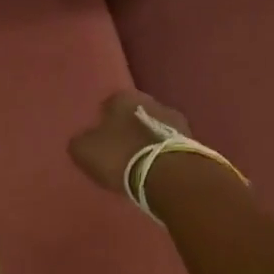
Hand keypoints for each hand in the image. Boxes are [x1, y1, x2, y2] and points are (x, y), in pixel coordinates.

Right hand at [68, 89, 195, 195]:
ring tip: (137, 162)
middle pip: (135, 114)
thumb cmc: (119, 156)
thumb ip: (81, 140)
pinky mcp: (192, 142)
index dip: (103, 120)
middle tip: (118, 149)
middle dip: (127, 128)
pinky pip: (168, 145)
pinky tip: (154, 169)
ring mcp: (176, 121)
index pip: (109, 103)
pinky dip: (161, 154)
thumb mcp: (84, 150)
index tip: (100, 138)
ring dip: (146, 141)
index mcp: (124, 97)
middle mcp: (152, 101)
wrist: (168, 175)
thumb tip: (86, 139)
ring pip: (154, 128)